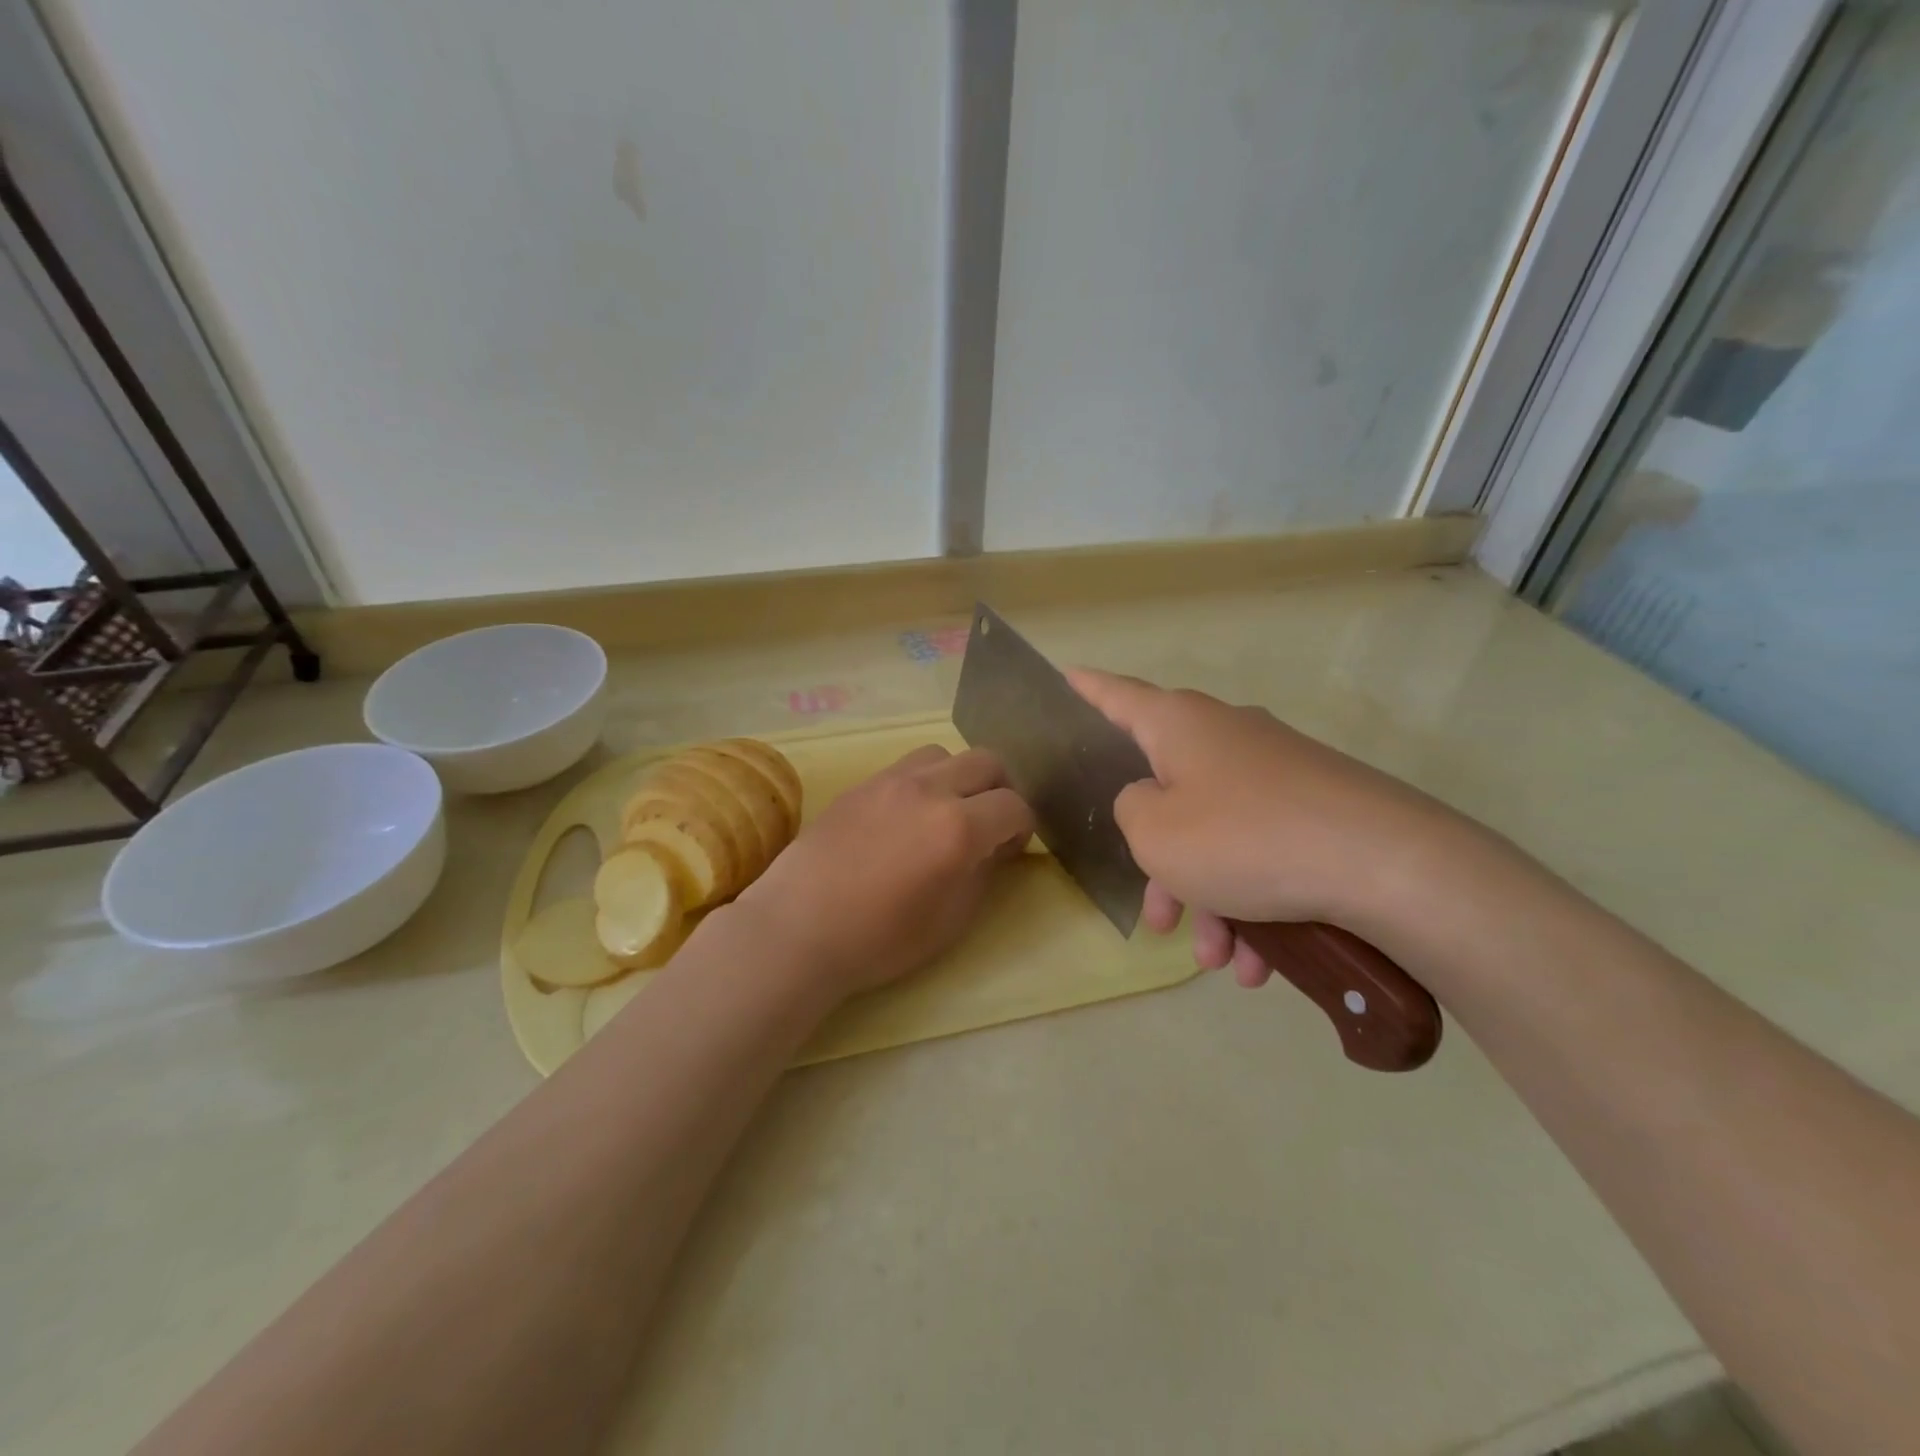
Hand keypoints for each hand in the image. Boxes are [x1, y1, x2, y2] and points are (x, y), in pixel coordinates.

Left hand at [731, 745, 1034, 1002]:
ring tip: (946, 812)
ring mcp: (890, 781)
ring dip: (959, 778)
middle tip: (989, 824)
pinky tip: (907, 816)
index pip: (1014, 806)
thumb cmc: (880, 939)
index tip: (1010, 849)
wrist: (798, 928)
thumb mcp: (950, 920)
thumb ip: (982, 873)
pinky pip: (906, 766)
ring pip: (944, 754)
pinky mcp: (861, 784)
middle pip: (986, 761)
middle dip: (1001, 789)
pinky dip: (923, 781)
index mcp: (958, 828)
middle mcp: (929, 790)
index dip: (1023, 828)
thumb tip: (994, 847)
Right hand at [1069, 669, 1477, 986]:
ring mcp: (1277, 772)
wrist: (1388, 866)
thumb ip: (1130, 810)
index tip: (1064, 677)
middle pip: (1169, 793)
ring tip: (1217, 960)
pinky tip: (1259, 961)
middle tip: (1158, 919)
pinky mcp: (1317, 808)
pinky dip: (1253, 904)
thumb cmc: (1244, 839)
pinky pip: (1263, 853)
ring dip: (1210, 900)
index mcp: (1179, 725)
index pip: (1116, 695)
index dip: (1084, 689)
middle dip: (1161, 865)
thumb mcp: (1154, 833)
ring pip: (1218, 837)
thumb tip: (1151, 800)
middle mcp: (1227, 737)